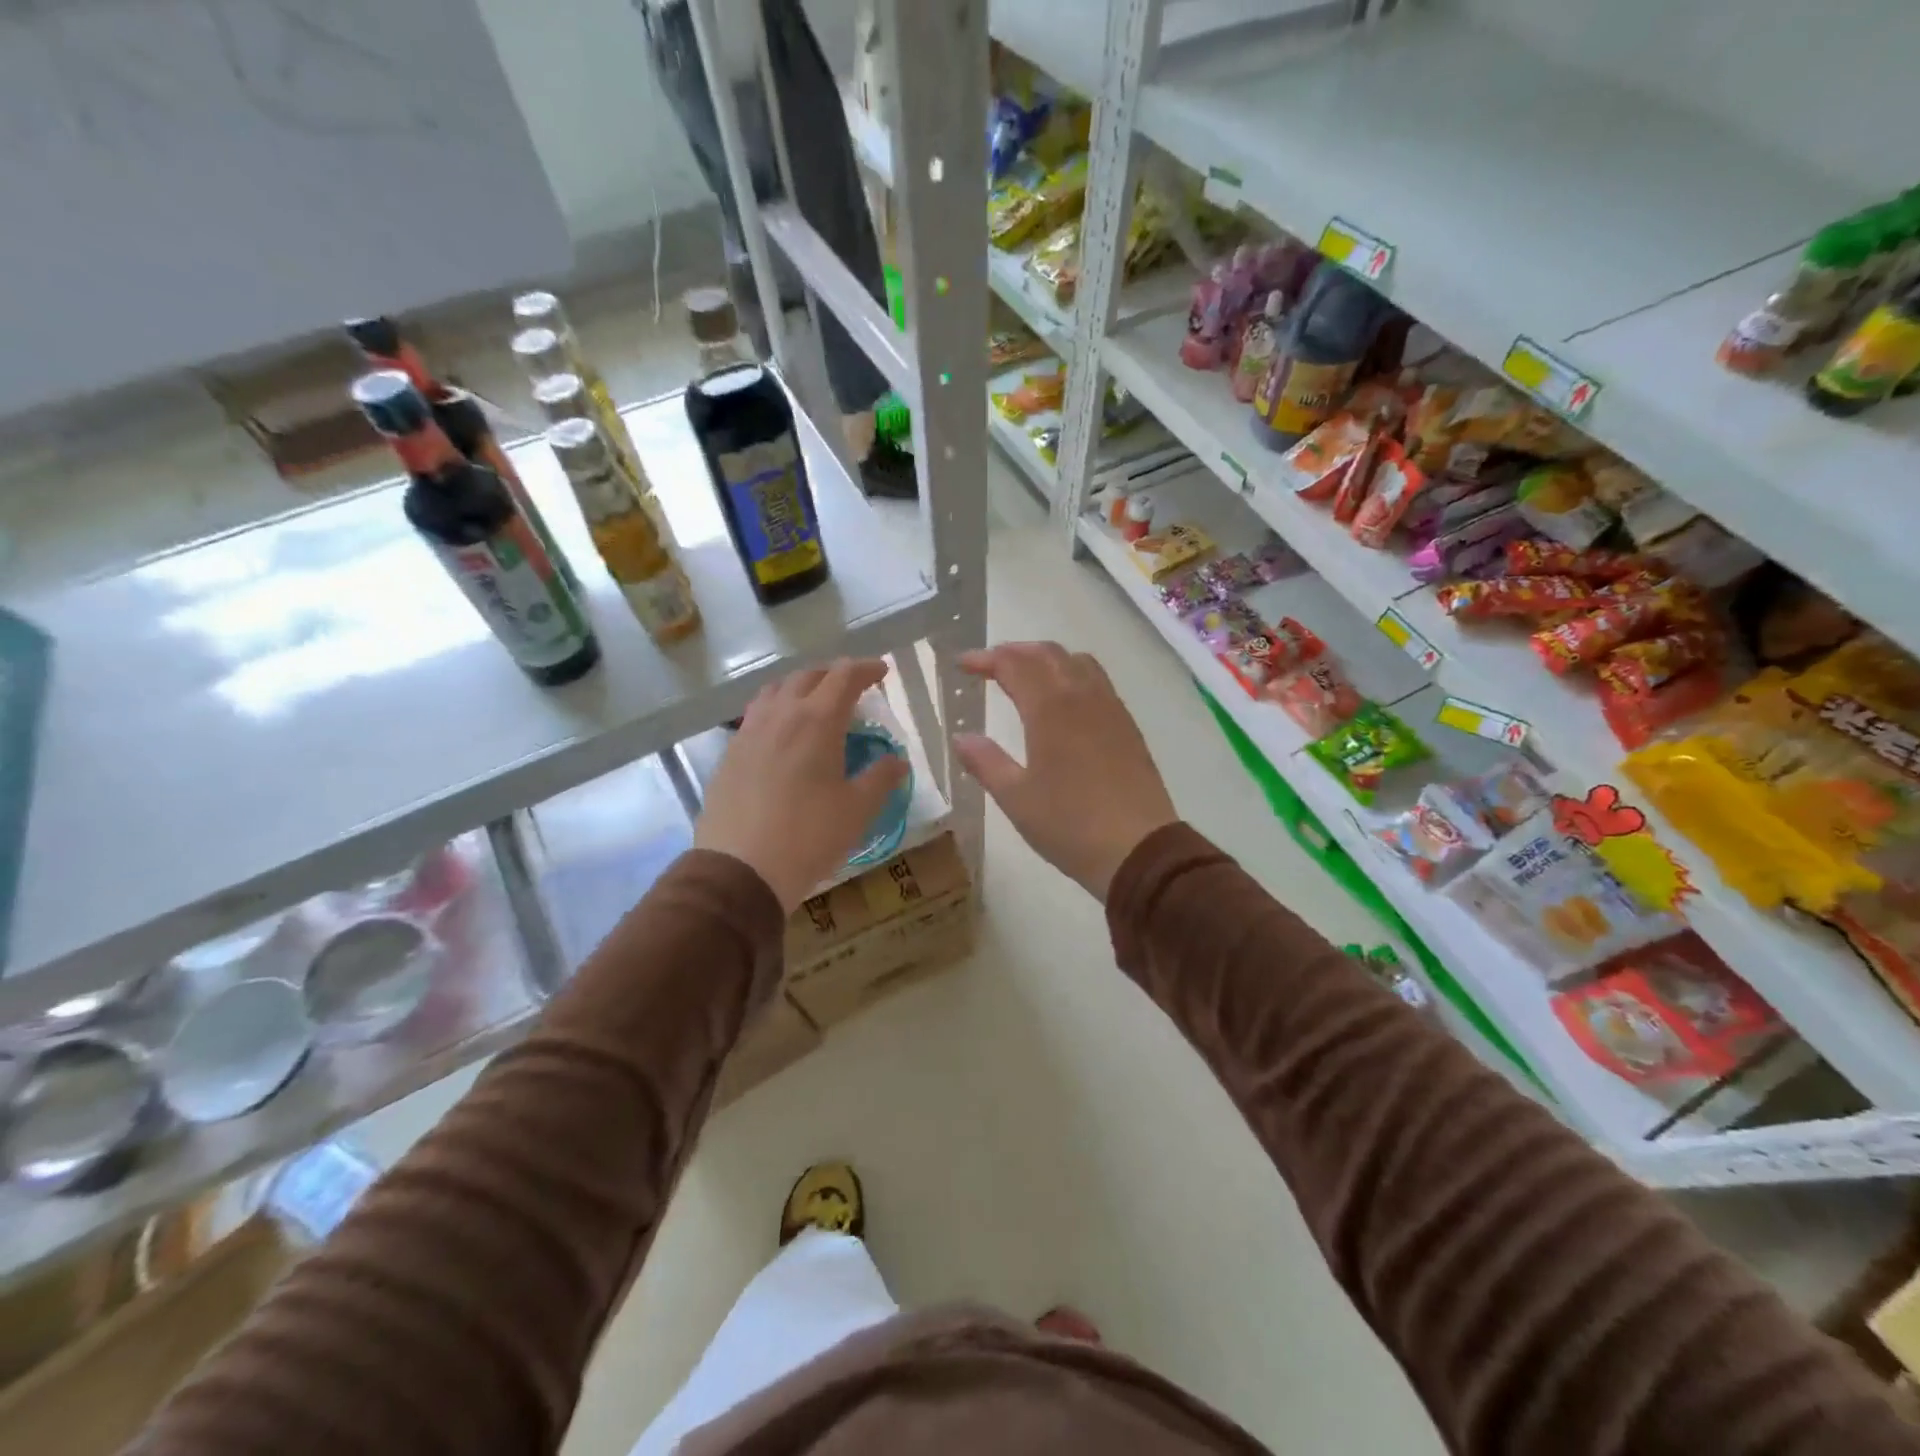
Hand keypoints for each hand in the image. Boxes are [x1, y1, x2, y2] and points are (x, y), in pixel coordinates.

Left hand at [695, 659, 910, 912]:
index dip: (865, 669)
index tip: (882, 672)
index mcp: (817, 720)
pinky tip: (782, 732)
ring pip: (775, 690)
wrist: (741, 869)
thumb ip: (881, 778)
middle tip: (852, 686)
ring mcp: (750, 731)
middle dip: (833, 674)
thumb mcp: (857, 810)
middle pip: (808, 676)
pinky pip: (756, 714)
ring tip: (814, 702)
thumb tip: (898, 760)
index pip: (844, 677)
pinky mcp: (730, 752)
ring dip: (800, 686)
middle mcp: (781, 714)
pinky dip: (776, 708)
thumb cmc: (809, 836)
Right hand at [954, 642, 1177, 898]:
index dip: (985, 659)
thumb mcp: (1015, 798)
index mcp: (1049, 709)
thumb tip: (961, 737)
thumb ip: (985, 762)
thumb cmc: (1069, 824)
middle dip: (1015, 652)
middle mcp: (1082, 696)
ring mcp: (1111, 708)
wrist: (1138, 849)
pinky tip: (1065, 703)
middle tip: (990, 665)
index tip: (962, 664)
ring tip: (1028, 676)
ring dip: (1047, 659)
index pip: (1013, 665)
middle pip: (1048, 653)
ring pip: (1078, 662)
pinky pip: (1098, 682)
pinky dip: (1073, 675)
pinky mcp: (1128, 726)